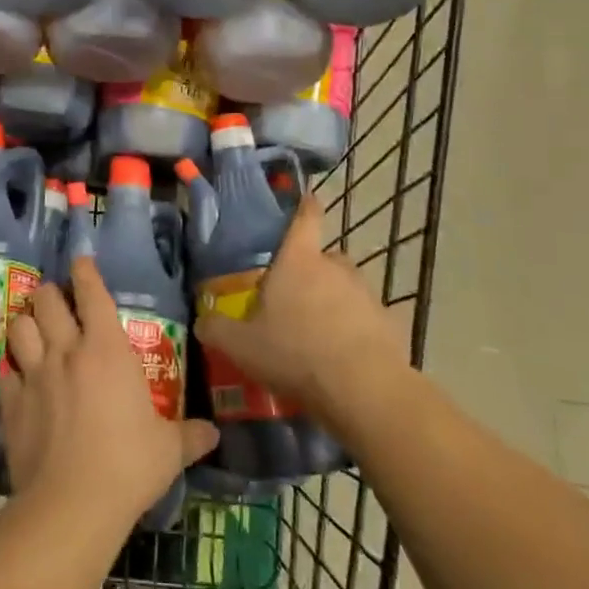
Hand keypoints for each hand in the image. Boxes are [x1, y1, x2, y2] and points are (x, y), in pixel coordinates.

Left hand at [0, 263, 217, 537]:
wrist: (71, 504)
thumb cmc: (129, 465)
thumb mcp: (168, 450)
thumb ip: (190, 435)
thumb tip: (214, 433)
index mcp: (106, 349)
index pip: (92, 293)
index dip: (85, 271)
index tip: (80, 261)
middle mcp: (66, 350)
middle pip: (47, 299)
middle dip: (51, 294)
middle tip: (57, 302)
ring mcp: (34, 374)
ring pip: (20, 326)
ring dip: (27, 323)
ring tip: (33, 330)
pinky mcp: (10, 402)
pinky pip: (6, 371)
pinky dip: (12, 369)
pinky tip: (18, 379)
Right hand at [192, 193, 406, 433]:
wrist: (363, 390)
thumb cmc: (295, 354)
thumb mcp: (242, 346)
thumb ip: (217, 329)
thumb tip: (201, 320)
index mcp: (298, 260)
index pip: (305, 217)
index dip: (304, 205)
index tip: (305, 199)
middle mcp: (334, 266)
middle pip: (322, 257)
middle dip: (309, 271)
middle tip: (292, 297)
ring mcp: (365, 293)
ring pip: (344, 287)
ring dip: (332, 300)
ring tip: (317, 332)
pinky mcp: (388, 321)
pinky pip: (364, 317)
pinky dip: (354, 328)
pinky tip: (342, 355)